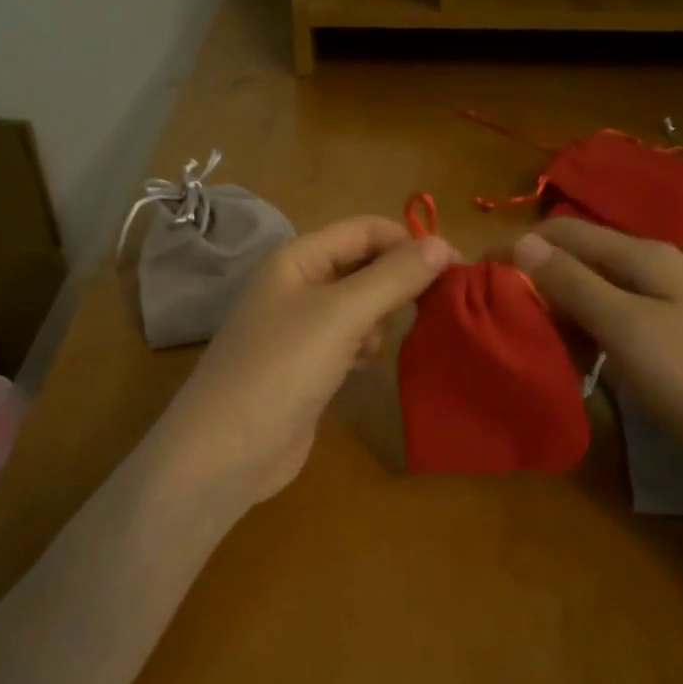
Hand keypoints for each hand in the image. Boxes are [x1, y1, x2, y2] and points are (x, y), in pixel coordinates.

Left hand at [150, 216, 456, 511]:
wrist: (227, 452)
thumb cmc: (282, 370)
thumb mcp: (341, 315)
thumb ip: (393, 278)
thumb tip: (442, 245)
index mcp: (296, 260)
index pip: (364, 231)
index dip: (409, 242)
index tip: (455, 269)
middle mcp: (295, 287)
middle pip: (362, 266)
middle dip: (398, 282)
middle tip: (433, 308)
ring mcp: (298, 330)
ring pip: (359, 307)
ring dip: (381, 319)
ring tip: (378, 347)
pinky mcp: (306, 367)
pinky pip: (348, 342)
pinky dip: (365, 348)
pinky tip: (365, 368)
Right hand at [510, 217, 682, 460]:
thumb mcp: (625, 326)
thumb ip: (573, 283)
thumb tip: (521, 242)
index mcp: (642, 255)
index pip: (563, 232)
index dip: (517, 247)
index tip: (475, 275)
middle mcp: (652, 268)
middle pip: (578, 259)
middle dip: (534, 280)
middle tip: (498, 317)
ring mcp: (664, 304)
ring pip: (593, 293)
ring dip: (557, 310)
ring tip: (526, 340)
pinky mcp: (668, 337)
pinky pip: (611, 321)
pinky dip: (583, 333)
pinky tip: (570, 358)